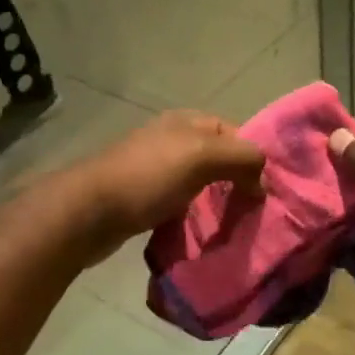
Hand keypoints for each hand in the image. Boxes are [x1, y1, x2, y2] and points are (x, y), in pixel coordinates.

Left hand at [78, 110, 264, 245]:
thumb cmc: (148, 176)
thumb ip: (241, 157)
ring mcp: (157, 169)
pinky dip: (195, 217)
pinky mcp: (145, 198)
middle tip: (254, 211)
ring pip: (201, 183)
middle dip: (238, 182)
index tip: (266, 190)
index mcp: (188, 121)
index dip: (253, 157)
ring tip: (234, 226)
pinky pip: (182, 203)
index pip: (236, 132)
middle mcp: (173, 139)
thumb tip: (263, 179)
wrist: (88, 211)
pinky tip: (202, 233)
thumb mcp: (202, 156)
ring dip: (217, 202)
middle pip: (219, 158)